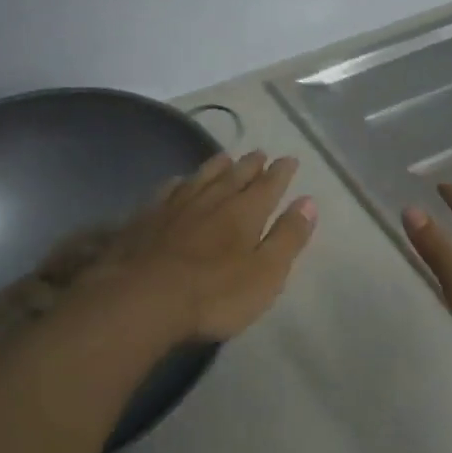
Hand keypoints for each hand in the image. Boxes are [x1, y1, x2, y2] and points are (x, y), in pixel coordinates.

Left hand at [72, 151, 317, 341]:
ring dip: (217, 166)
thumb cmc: (214, 294)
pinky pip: (168, 190)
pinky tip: (179, 182)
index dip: (281, 172)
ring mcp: (176, 206)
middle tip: (259, 153)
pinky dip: (180, 183)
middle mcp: (213, 199)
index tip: (289, 159)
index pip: (269, 185)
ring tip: (225, 157)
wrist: (142, 299)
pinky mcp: (147, 218)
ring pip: (202, 177)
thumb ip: (288, 237)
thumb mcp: (266, 273)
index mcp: (246, 212)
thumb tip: (308, 202)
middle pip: (235, 175)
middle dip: (251, 164)